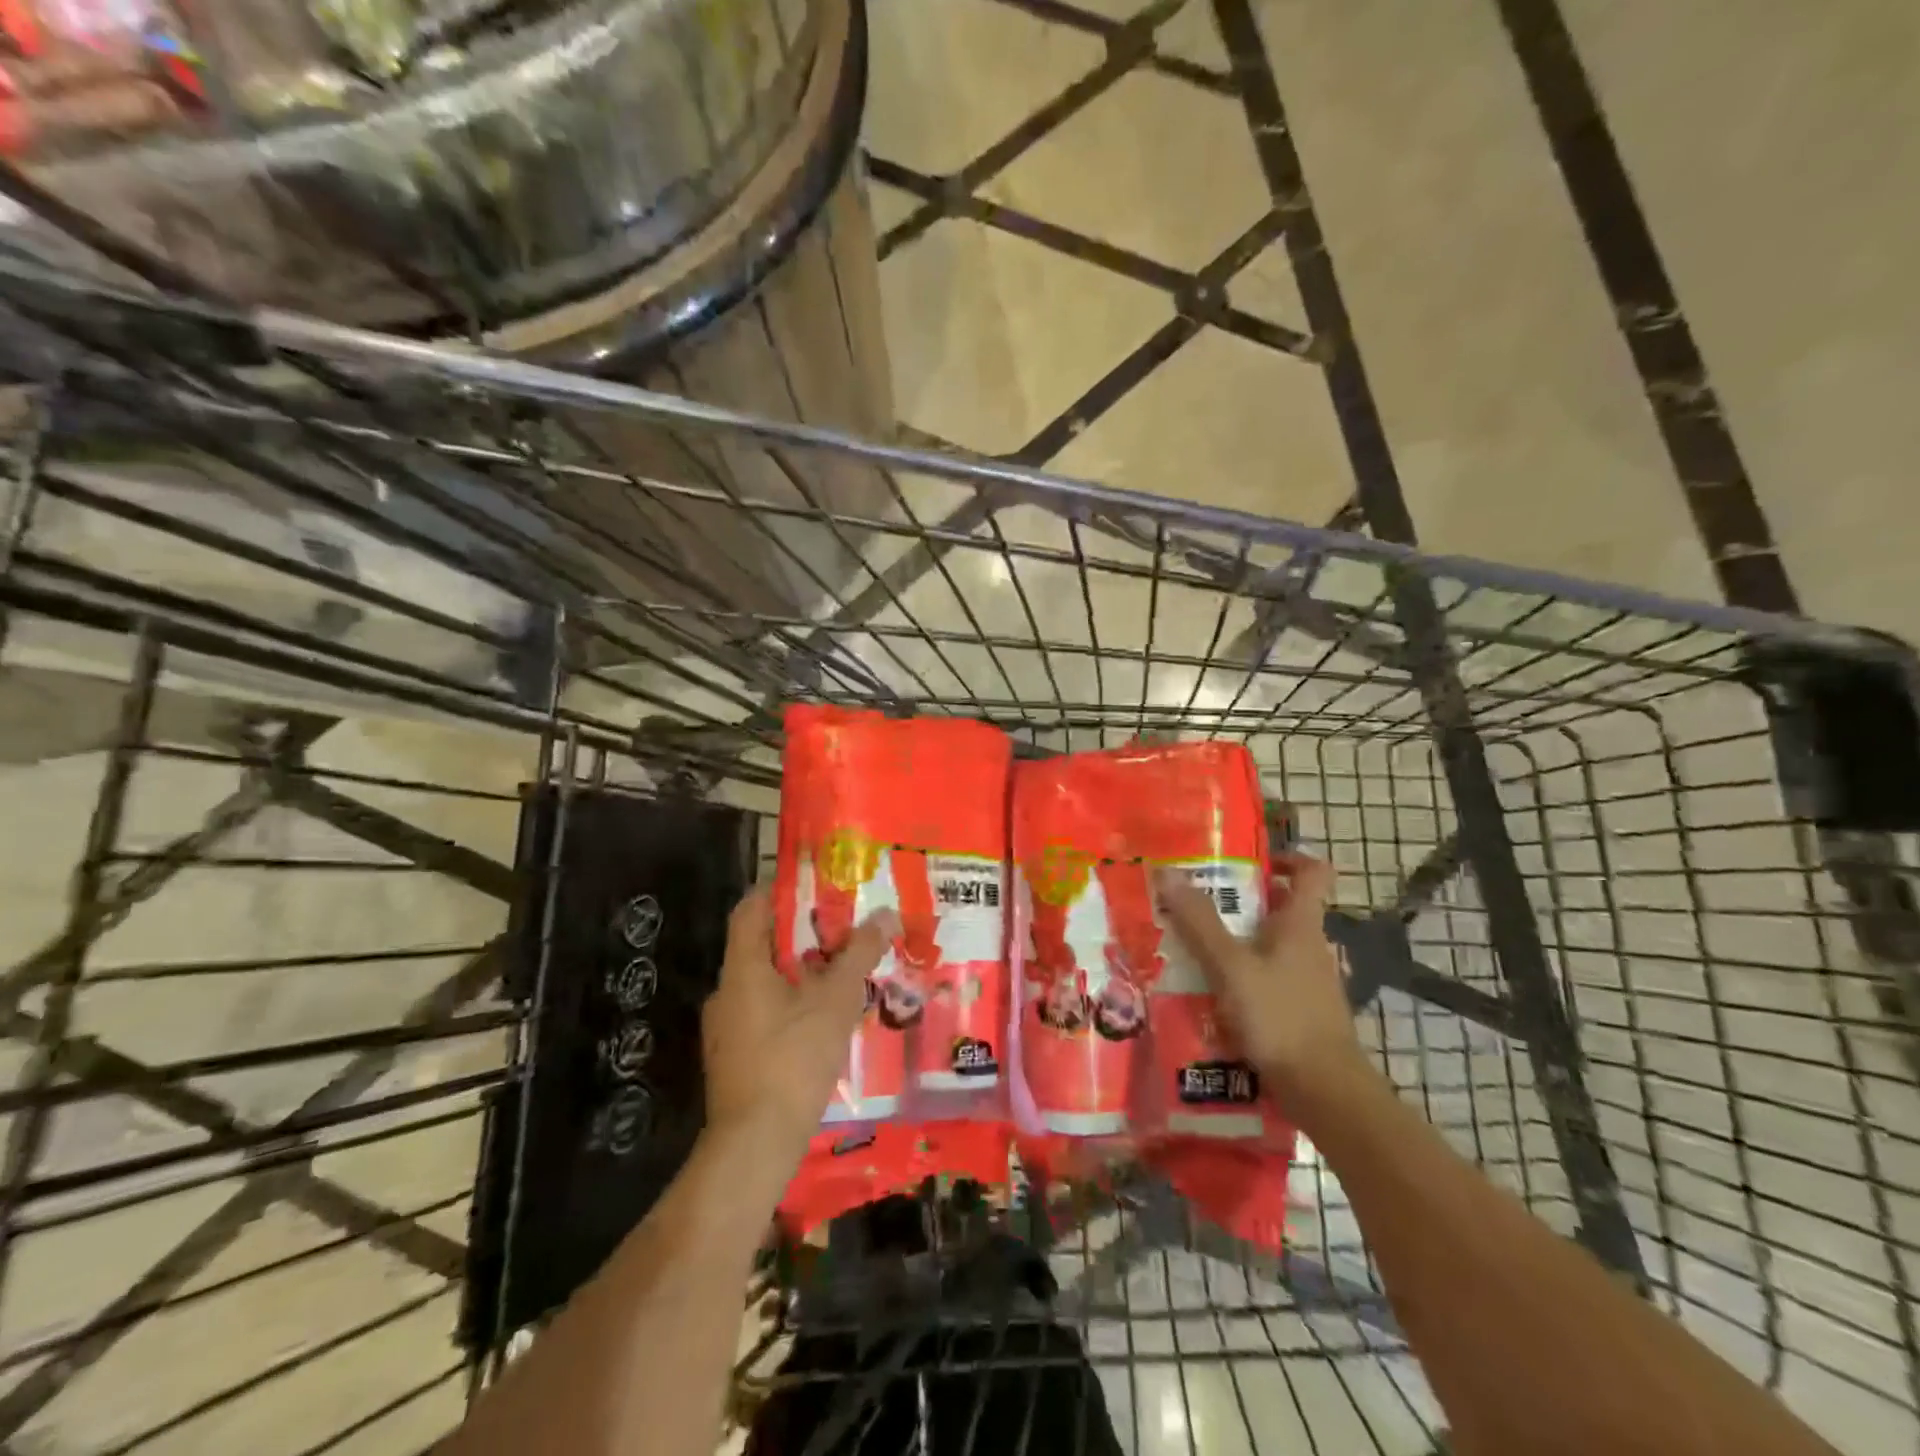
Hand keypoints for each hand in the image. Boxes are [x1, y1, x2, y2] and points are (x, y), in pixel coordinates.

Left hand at [702, 886, 898, 1162]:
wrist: (755, 1144)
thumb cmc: (792, 1059)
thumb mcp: (836, 1000)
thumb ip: (859, 954)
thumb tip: (884, 913)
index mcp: (742, 968)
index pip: (750, 908)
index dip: (778, 890)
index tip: (815, 885)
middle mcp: (726, 991)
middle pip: (761, 945)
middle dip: (802, 934)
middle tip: (842, 929)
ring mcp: (726, 1028)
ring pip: (765, 982)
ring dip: (800, 972)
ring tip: (841, 973)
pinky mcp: (734, 1057)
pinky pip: (764, 1012)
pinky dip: (792, 1004)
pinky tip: (824, 1020)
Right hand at [1154, 853, 1367, 1102]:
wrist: (1325, 1092)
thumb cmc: (1281, 1017)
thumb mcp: (1230, 966)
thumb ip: (1199, 922)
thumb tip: (1168, 872)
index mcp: (1301, 925)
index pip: (1313, 872)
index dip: (1287, 857)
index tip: (1248, 860)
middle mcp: (1310, 947)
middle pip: (1282, 908)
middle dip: (1241, 902)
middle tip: (1197, 903)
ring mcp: (1309, 982)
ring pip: (1272, 947)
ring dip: (1237, 943)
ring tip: (1193, 949)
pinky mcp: (1302, 1012)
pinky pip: (1269, 981)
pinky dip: (1244, 979)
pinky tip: (1212, 995)